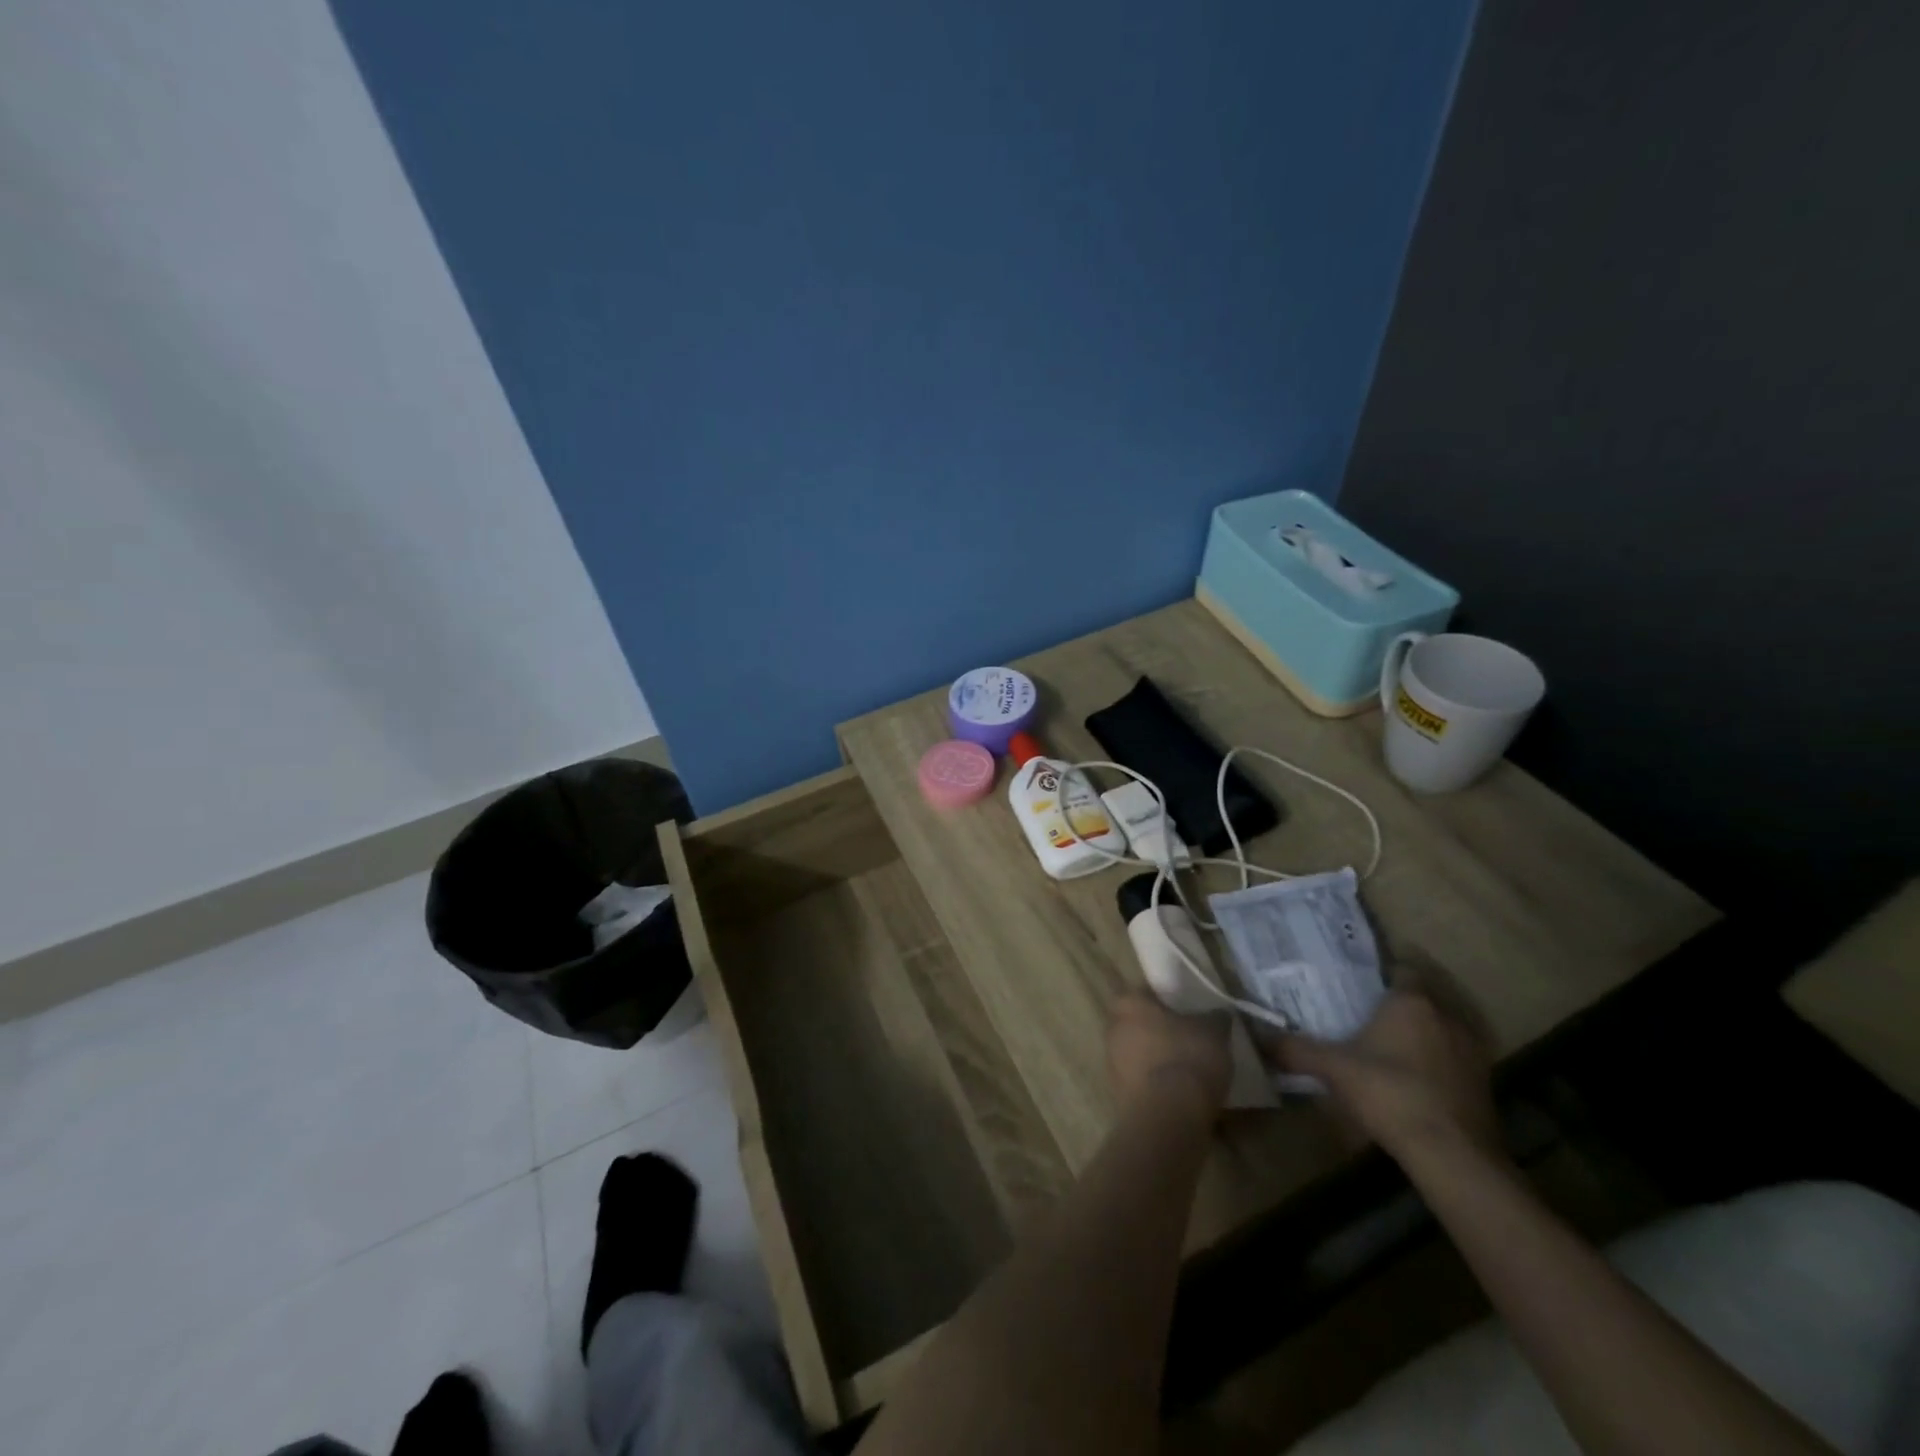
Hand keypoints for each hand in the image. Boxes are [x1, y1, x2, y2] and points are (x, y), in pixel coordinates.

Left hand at [1107, 992, 1231, 1121]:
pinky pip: (1141, 1080)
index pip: (1146, 991)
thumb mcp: (1213, 1032)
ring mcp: (1112, 1061)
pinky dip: (1157, 1083)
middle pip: (1139, 1022)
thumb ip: (1215, 1018)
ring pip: (1138, 1052)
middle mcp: (1113, 1026)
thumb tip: (1219, 1013)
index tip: (1188, 1009)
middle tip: (1189, 1037)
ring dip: (1158, 1057)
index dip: (1167, 998)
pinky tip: (1180, 1092)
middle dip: (1160, 1029)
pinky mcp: (1118, 1093)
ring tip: (1189, 1068)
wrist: (1168, 1116)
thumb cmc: (1187, 1058)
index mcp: (1129, 1002)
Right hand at [1276, 988, 1500, 1161]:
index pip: (1404, 969)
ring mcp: (1471, 1050)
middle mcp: (1446, 1017)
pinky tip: (1416, 1077)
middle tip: (1369, 1011)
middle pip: (1424, 997)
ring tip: (1391, 1044)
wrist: (1452, 1154)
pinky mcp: (1483, 1082)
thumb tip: (1259, 1038)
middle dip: (1400, 1002)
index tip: (1362, 980)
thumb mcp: (1333, 1069)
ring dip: (1423, 1032)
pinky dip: (1438, 1060)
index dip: (1385, 971)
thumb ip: (1296, 1050)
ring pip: (1442, 1027)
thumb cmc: (1389, 1093)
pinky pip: (1455, 1057)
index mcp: (1412, 1002)